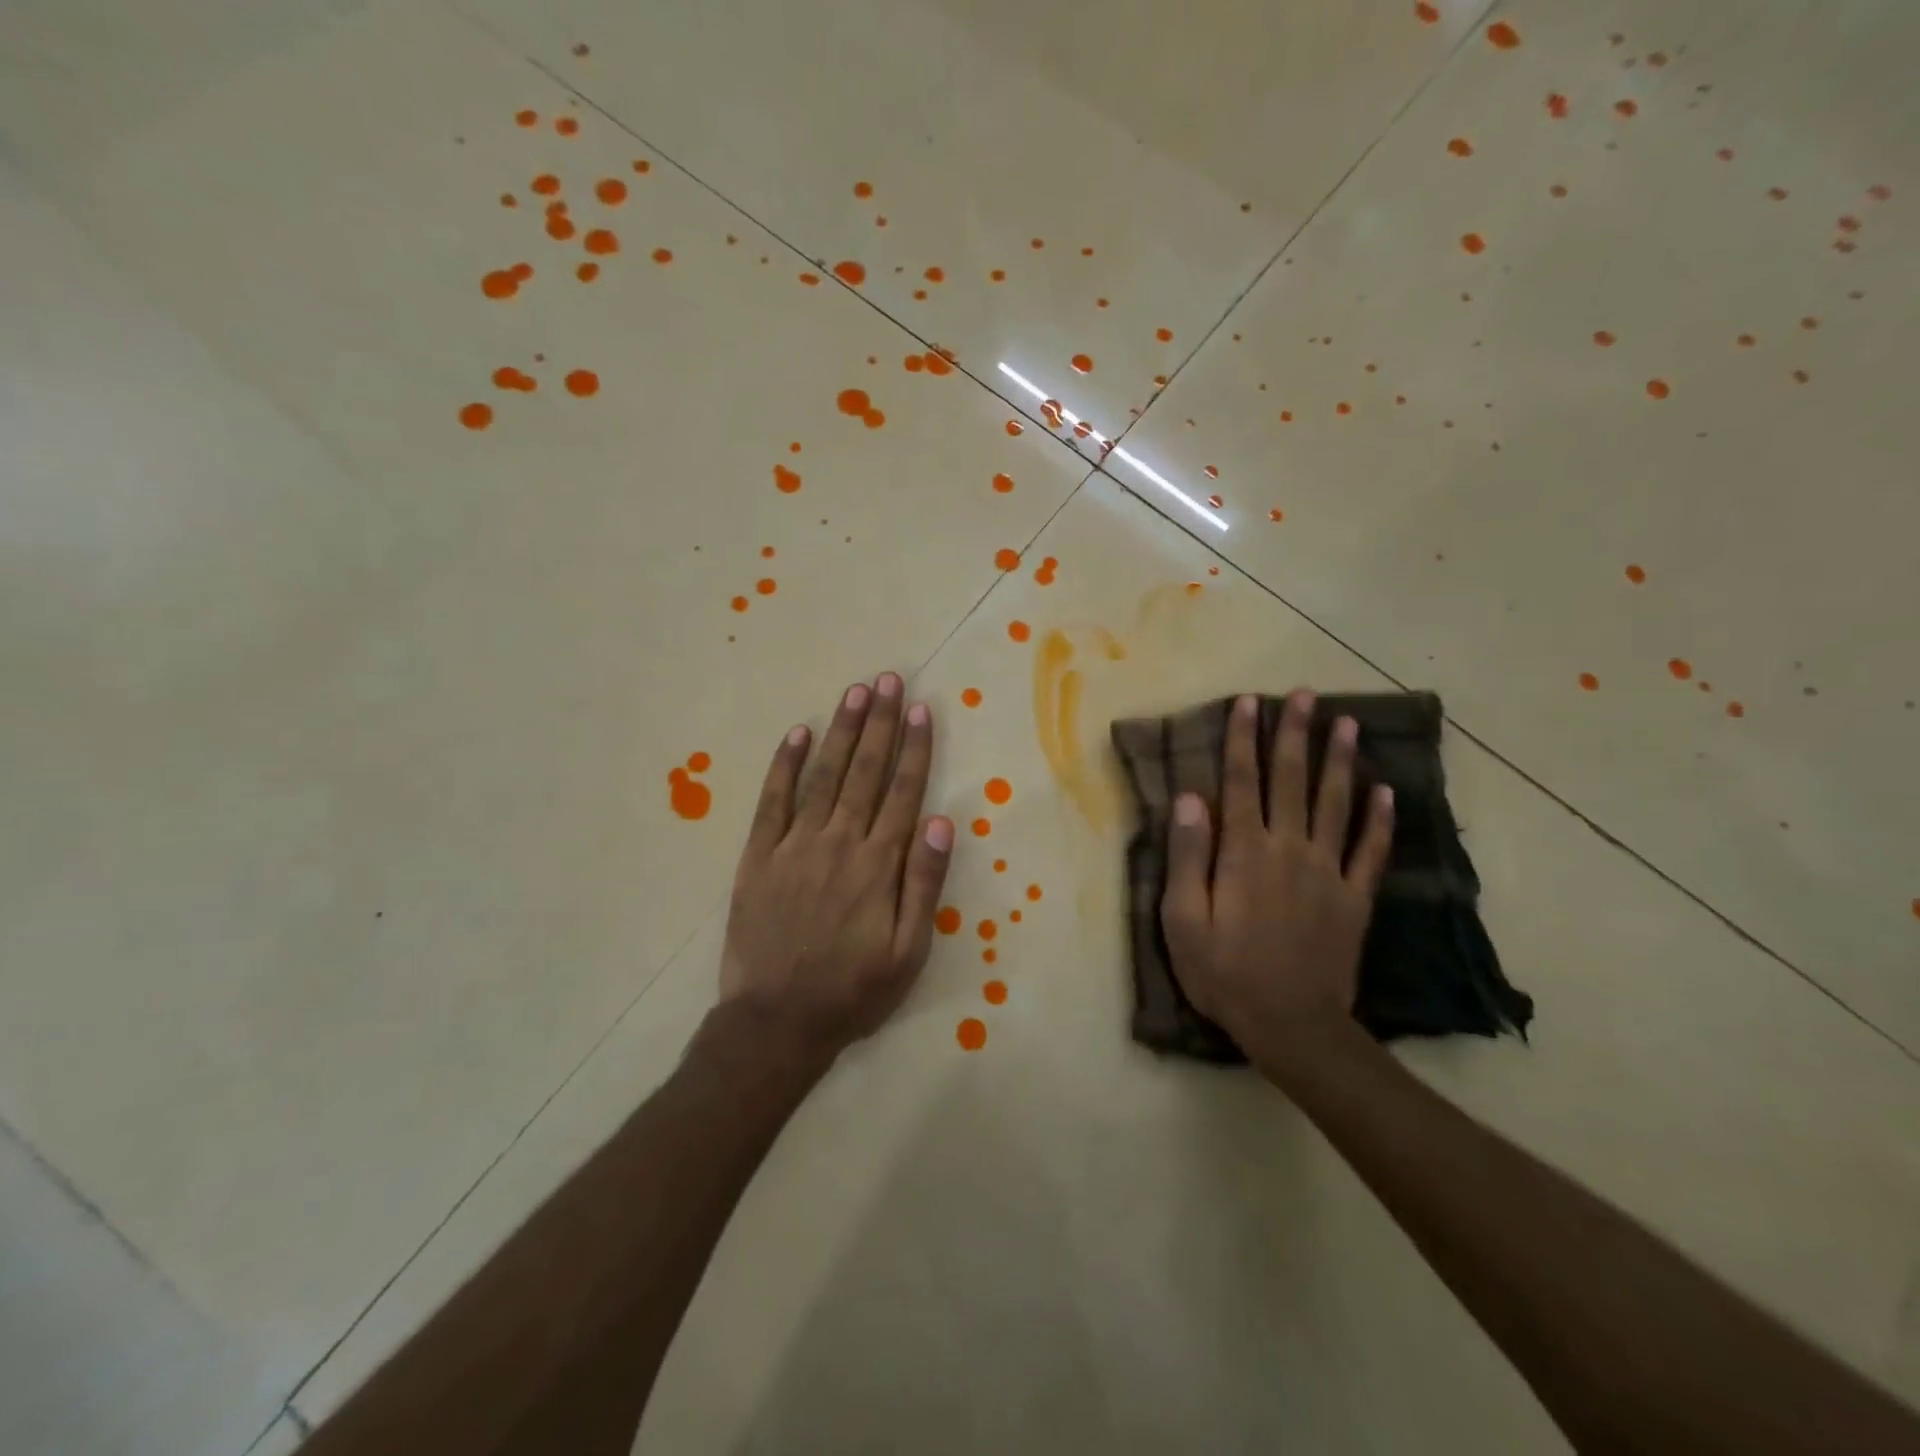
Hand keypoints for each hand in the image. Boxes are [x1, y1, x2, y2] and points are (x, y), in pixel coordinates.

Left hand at [720, 672, 954, 1064]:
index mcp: (878, 865)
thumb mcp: (909, 951)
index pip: (903, 792)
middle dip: (881, 723)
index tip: (922, 710)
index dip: (914, 749)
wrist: (776, 1022)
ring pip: (824, 775)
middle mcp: (838, 843)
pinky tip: (798, 733)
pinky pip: (772, 800)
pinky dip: (785, 765)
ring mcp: (794, 846)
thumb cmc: (853, 990)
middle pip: (865, 772)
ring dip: (842, 731)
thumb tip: (940, 820)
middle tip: (890, 680)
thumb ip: (925, 883)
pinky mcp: (758, 856)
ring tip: (856, 692)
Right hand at [1160, 691, 1394, 1065]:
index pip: (1241, 782)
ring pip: (1336, 804)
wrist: (1291, 1026)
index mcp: (1244, 852)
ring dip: (1341, 761)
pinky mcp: (1354, 899)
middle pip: (1293, 780)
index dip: (1242, 739)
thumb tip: (1190, 798)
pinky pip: (1371, 852)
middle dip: (1295, 734)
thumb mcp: (1182, 919)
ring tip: (1348, 724)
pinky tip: (1387, 792)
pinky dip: (1380, 821)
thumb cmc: (1224, 972)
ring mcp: (1328, 872)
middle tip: (1305, 695)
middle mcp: (1289, 849)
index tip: (1247, 702)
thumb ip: (1186, 855)